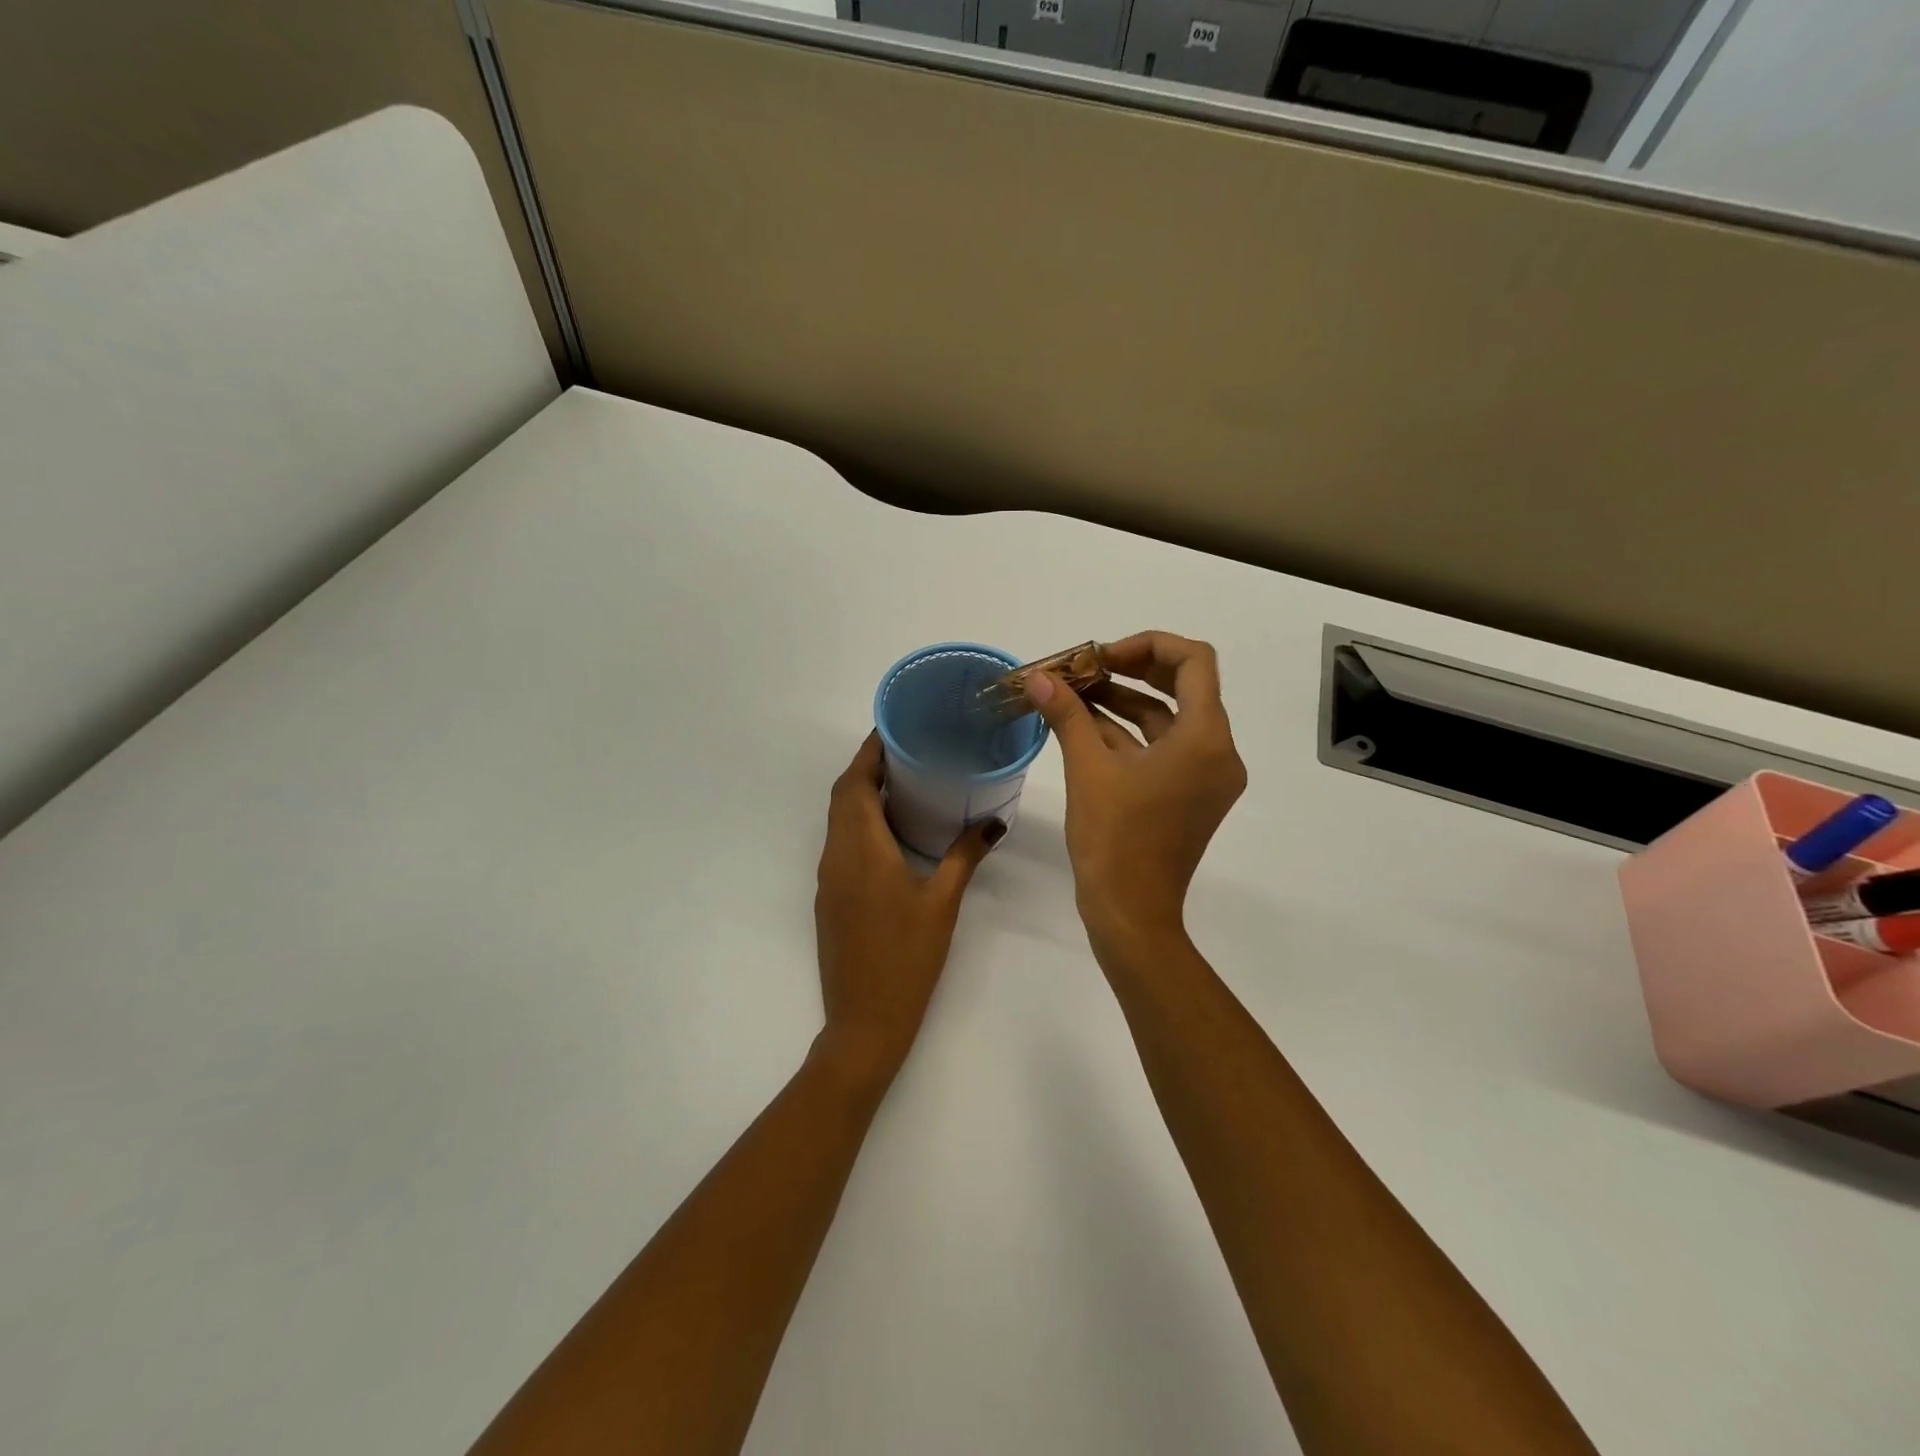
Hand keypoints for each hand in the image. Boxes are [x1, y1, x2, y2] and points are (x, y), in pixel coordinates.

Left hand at [813, 733, 1001, 1086]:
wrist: (863, 1021)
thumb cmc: (906, 958)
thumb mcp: (942, 903)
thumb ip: (965, 856)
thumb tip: (993, 822)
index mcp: (862, 849)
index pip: (856, 782)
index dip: (870, 750)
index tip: (895, 725)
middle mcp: (837, 854)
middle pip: (843, 794)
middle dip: (867, 765)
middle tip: (907, 748)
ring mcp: (828, 877)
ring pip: (838, 818)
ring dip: (860, 792)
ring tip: (902, 778)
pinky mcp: (830, 896)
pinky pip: (839, 841)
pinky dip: (858, 820)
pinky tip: (890, 828)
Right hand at [1024, 632, 1245, 949]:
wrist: (1131, 913)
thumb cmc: (1114, 839)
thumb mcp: (1087, 769)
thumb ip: (1066, 714)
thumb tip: (1037, 677)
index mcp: (1205, 739)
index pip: (1194, 661)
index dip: (1147, 645)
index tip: (1101, 656)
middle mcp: (1217, 752)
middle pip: (1184, 686)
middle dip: (1132, 670)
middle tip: (1086, 667)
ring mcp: (1206, 776)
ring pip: (1169, 719)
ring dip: (1124, 701)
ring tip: (1074, 692)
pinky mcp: (1189, 796)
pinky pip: (1163, 749)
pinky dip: (1128, 734)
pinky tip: (1084, 725)